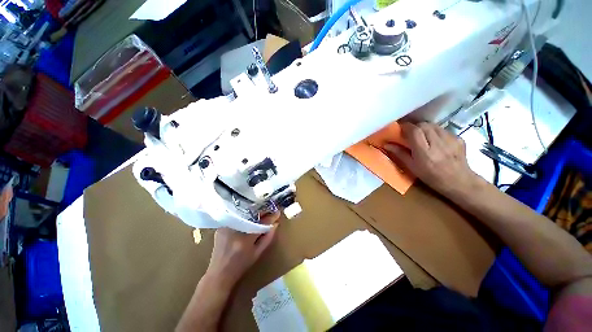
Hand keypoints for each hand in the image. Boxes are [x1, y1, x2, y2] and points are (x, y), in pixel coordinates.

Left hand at [205, 212, 280, 289]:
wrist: (219, 274)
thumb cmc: (241, 266)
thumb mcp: (257, 253)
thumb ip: (268, 237)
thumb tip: (275, 223)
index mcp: (244, 240)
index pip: (261, 223)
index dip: (270, 216)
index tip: (277, 212)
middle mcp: (234, 230)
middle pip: (252, 215)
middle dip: (262, 212)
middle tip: (270, 211)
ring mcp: (225, 227)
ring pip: (244, 214)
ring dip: (253, 214)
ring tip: (261, 215)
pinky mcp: (221, 226)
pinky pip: (236, 217)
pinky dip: (244, 217)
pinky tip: (249, 219)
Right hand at [384, 122, 480, 195]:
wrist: (459, 181)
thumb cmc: (431, 176)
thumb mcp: (412, 167)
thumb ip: (400, 154)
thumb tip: (387, 144)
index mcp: (424, 152)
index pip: (415, 131)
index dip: (406, 127)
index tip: (400, 128)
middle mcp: (438, 143)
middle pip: (424, 125)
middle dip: (415, 127)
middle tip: (410, 133)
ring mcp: (450, 139)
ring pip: (434, 125)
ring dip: (425, 128)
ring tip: (422, 136)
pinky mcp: (458, 138)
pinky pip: (443, 130)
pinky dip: (436, 132)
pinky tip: (435, 141)